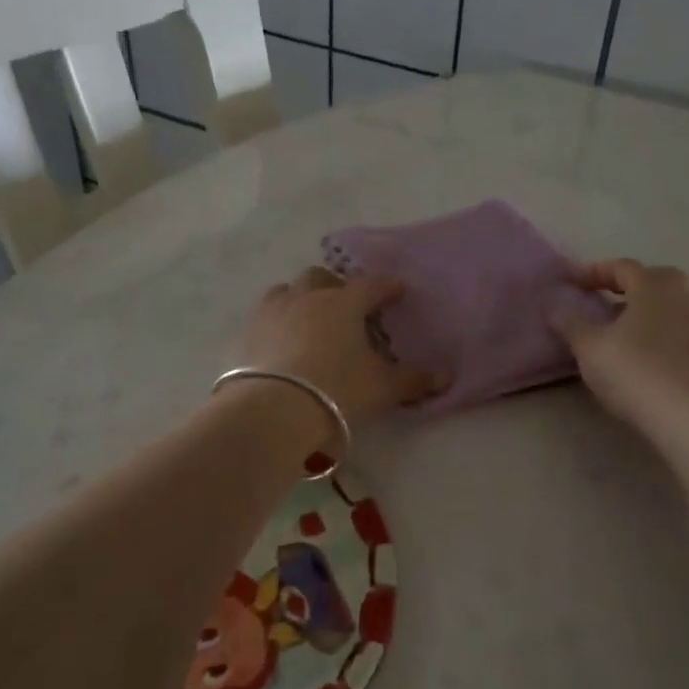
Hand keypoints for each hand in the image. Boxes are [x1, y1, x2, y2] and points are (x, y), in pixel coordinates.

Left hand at [236, 267, 440, 430]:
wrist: (272, 410)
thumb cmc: (337, 390)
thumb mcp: (382, 388)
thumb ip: (413, 380)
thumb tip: (444, 375)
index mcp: (343, 303)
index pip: (370, 285)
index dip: (386, 287)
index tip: (396, 291)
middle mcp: (306, 298)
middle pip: (321, 277)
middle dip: (335, 286)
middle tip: (346, 304)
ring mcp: (271, 313)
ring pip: (286, 290)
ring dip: (299, 298)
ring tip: (308, 318)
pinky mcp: (245, 334)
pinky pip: (262, 318)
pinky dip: (275, 323)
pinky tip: (279, 343)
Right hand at [552, 259, 688, 446]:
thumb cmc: (636, 372)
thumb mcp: (590, 348)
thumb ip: (570, 322)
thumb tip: (554, 303)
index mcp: (653, 286)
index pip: (623, 267)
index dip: (595, 272)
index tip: (573, 284)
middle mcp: (682, 297)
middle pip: (653, 280)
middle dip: (626, 286)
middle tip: (603, 300)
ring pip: (668, 306)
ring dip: (643, 311)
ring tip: (619, 330)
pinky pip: (677, 330)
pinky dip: (658, 332)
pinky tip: (642, 354)